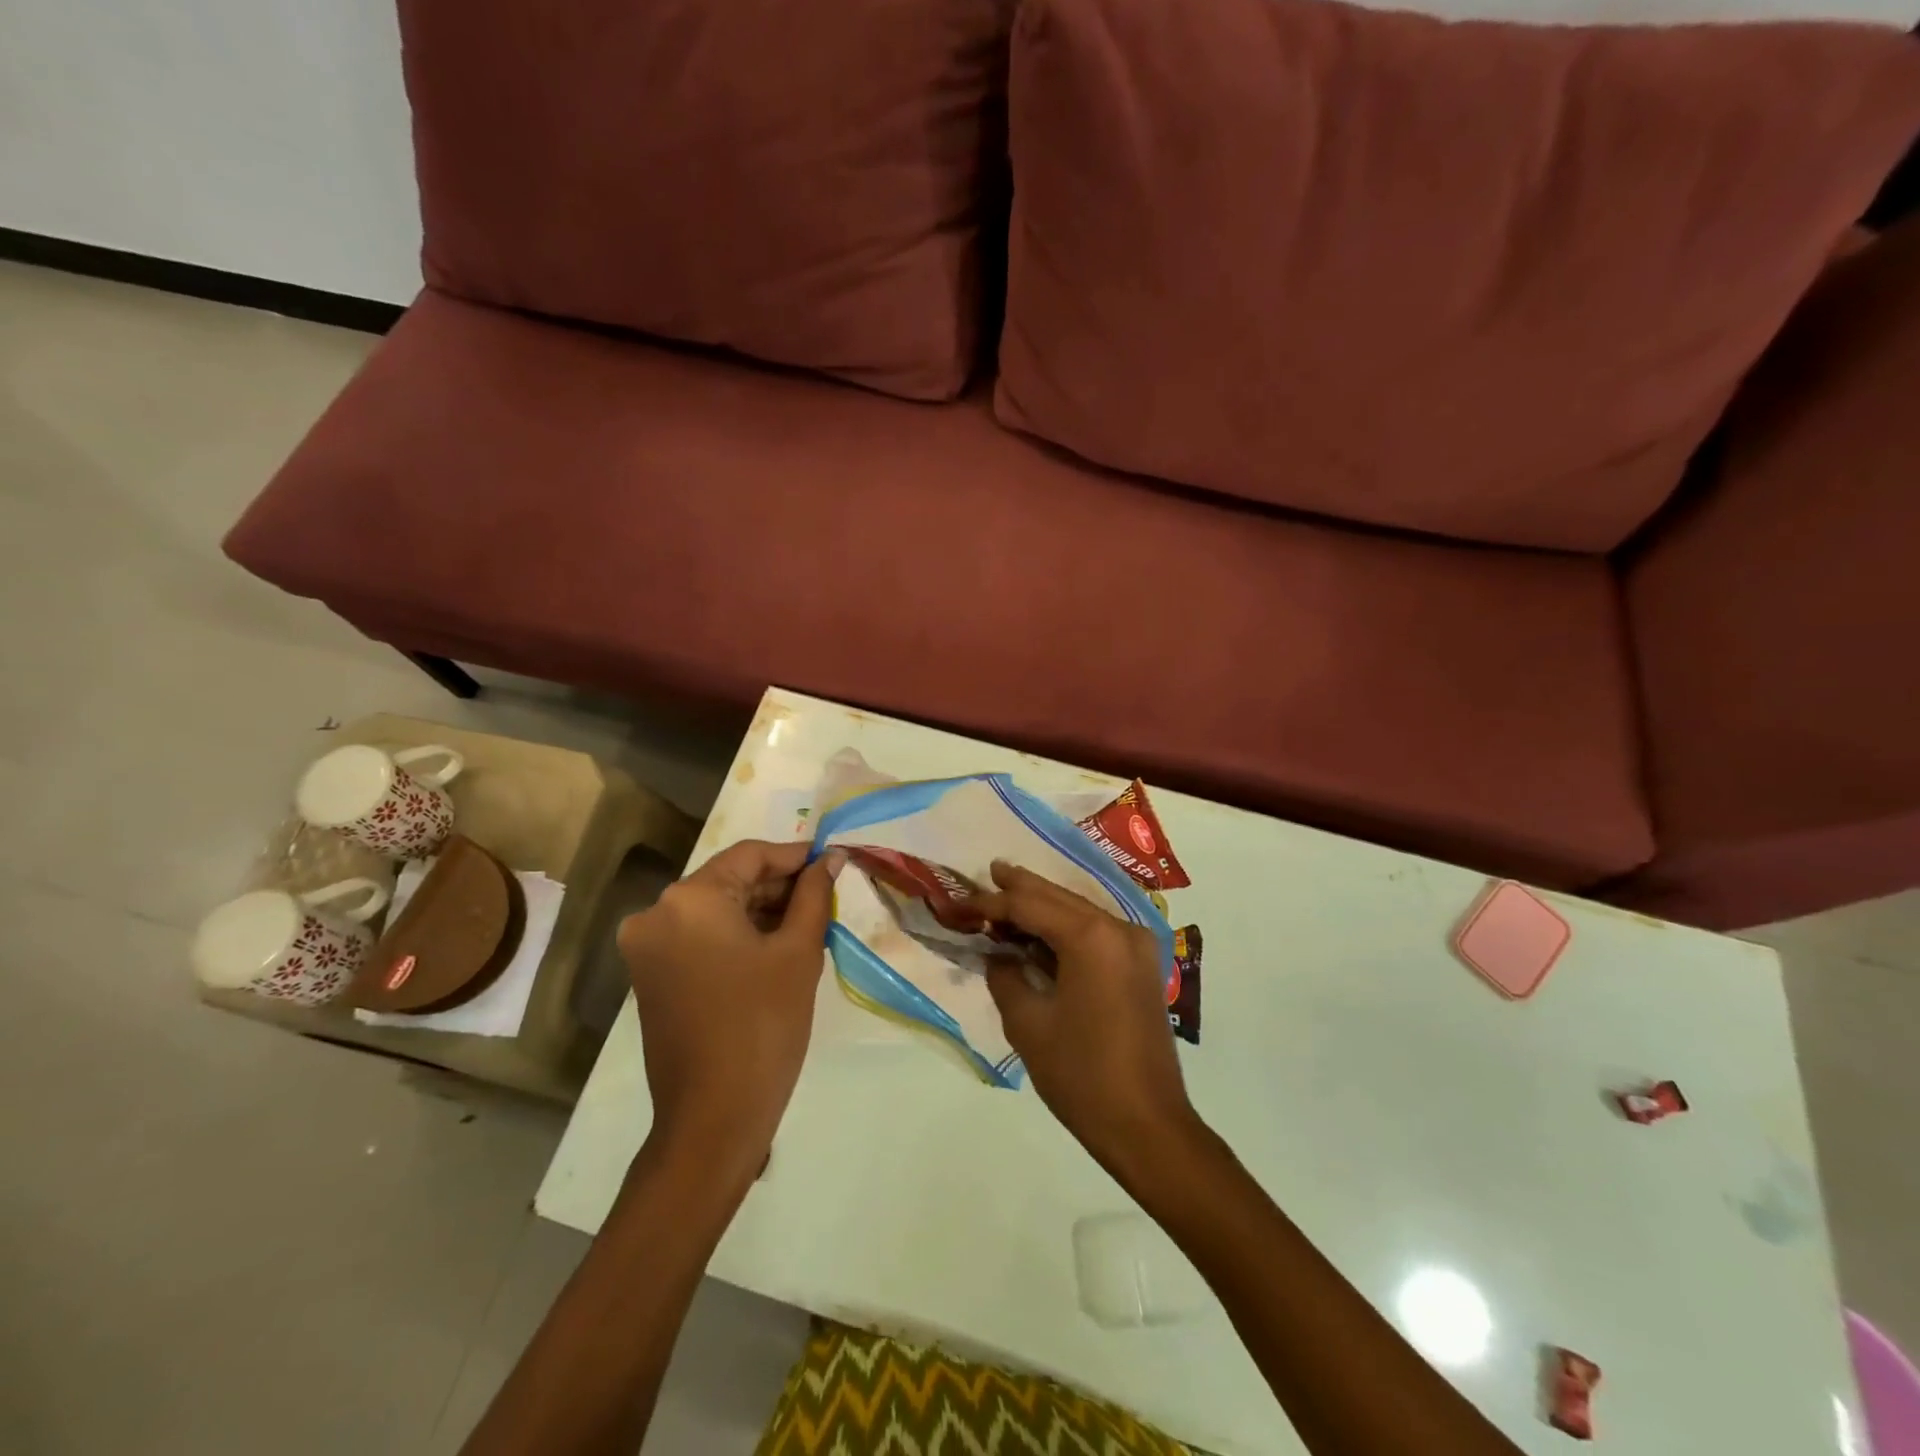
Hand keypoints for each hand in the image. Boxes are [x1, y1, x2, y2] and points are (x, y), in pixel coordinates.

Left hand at [616, 839, 840, 1181]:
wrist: (714, 1117)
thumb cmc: (763, 1025)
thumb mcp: (798, 952)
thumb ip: (814, 895)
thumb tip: (830, 858)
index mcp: (689, 899)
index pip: (750, 855)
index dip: (795, 856)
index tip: (833, 862)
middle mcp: (657, 913)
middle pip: (730, 880)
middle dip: (779, 885)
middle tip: (826, 896)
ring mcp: (648, 947)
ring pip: (716, 908)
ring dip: (761, 910)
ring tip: (809, 922)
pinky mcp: (652, 975)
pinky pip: (701, 936)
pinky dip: (738, 934)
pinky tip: (776, 945)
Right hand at [972, 862, 1198, 1181]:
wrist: (1147, 1126)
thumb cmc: (1081, 1074)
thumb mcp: (1028, 1024)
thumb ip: (1006, 977)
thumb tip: (999, 955)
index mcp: (1091, 937)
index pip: (1030, 905)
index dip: (993, 903)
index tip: (962, 901)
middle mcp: (1119, 929)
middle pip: (1060, 898)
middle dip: (1022, 888)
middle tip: (989, 872)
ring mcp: (1137, 947)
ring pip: (1080, 912)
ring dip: (1045, 906)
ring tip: (1009, 893)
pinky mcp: (1142, 967)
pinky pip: (1097, 933)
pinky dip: (1067, 928)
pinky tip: (1043, 930)